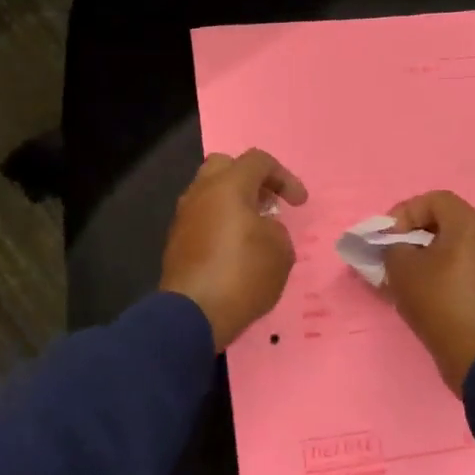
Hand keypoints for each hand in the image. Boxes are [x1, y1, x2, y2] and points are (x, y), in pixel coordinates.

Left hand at [160, 149, 307, 350]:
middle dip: (251, 180)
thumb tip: (261, 228)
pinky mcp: (176, 240)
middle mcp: (201, 192)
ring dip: (233, 202)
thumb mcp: (280, 251)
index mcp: (228, 185)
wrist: (193, 313)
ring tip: (254, 228)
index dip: (285, 177)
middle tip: (268, 203)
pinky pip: (201, 217)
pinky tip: (234, 247)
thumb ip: (276, 229)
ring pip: (209, 192)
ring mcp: (184, 216)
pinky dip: (219, 222)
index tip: (299, 204)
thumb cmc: (243, 275)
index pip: (258, 160)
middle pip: (225, 167)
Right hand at [382, 191, 474, 395]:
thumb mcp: (402, 269)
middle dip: (416, 237)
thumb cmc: (440, 301)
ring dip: (431, 260)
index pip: (435, 200)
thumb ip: (392, 249)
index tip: (388, 238)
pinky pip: (469, 274)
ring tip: (409, 281)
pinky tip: (429, 299)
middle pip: (449, 225)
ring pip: (459, 252)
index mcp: (471, 225)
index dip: (405, 212)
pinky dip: (447, 278)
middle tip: (395, 257)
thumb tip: (397, 249)